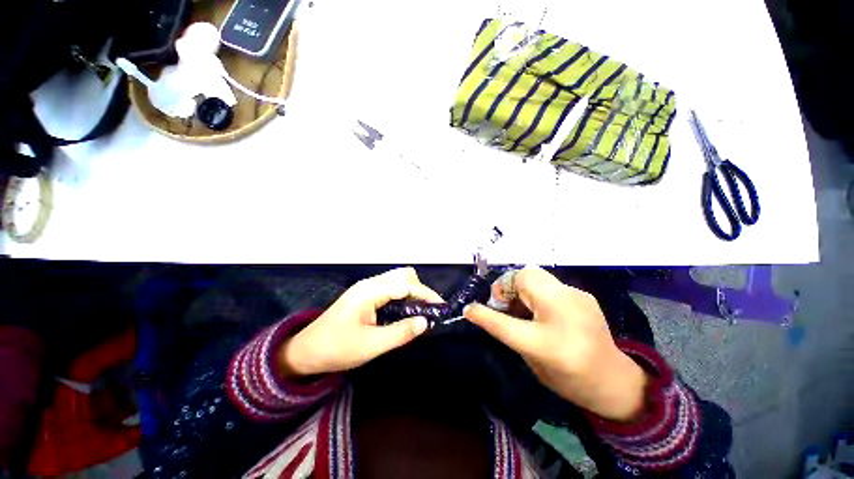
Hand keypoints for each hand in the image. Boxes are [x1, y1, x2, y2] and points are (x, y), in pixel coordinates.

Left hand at [278, 267, 442, 376]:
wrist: (306, 351)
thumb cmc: (337, 349)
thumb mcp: (371, 345)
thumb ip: (401, 333)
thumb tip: (425, 322)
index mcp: (370, 291)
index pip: (407, 284)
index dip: (426, 294)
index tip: (440, 308)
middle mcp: (370, 284)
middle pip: (403, 275)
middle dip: (420, 290)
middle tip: (427, 311)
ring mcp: (367, 287)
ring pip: (398, 279)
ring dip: (412, 292)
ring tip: (419, 312)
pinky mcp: (366, 294)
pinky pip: (391, 287)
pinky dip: (403, 295)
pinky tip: (404, 311)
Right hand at [464, 267, 646, 420]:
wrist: (614, 381)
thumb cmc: (569, 378)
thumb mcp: (531, 360)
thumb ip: (507, 332)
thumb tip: (482, 311)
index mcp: (550, 343)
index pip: (508, 323)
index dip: (485, 313)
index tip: (470, 309)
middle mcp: (566, 313)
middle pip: (526, 278)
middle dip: (507, 286)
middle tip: (504, 303)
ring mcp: (577, 297)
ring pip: (536, 274)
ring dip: (520, 286)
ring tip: (520, 304)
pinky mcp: (582, 293)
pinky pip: (548, 282)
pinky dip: (535, 289)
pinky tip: (539, 306)